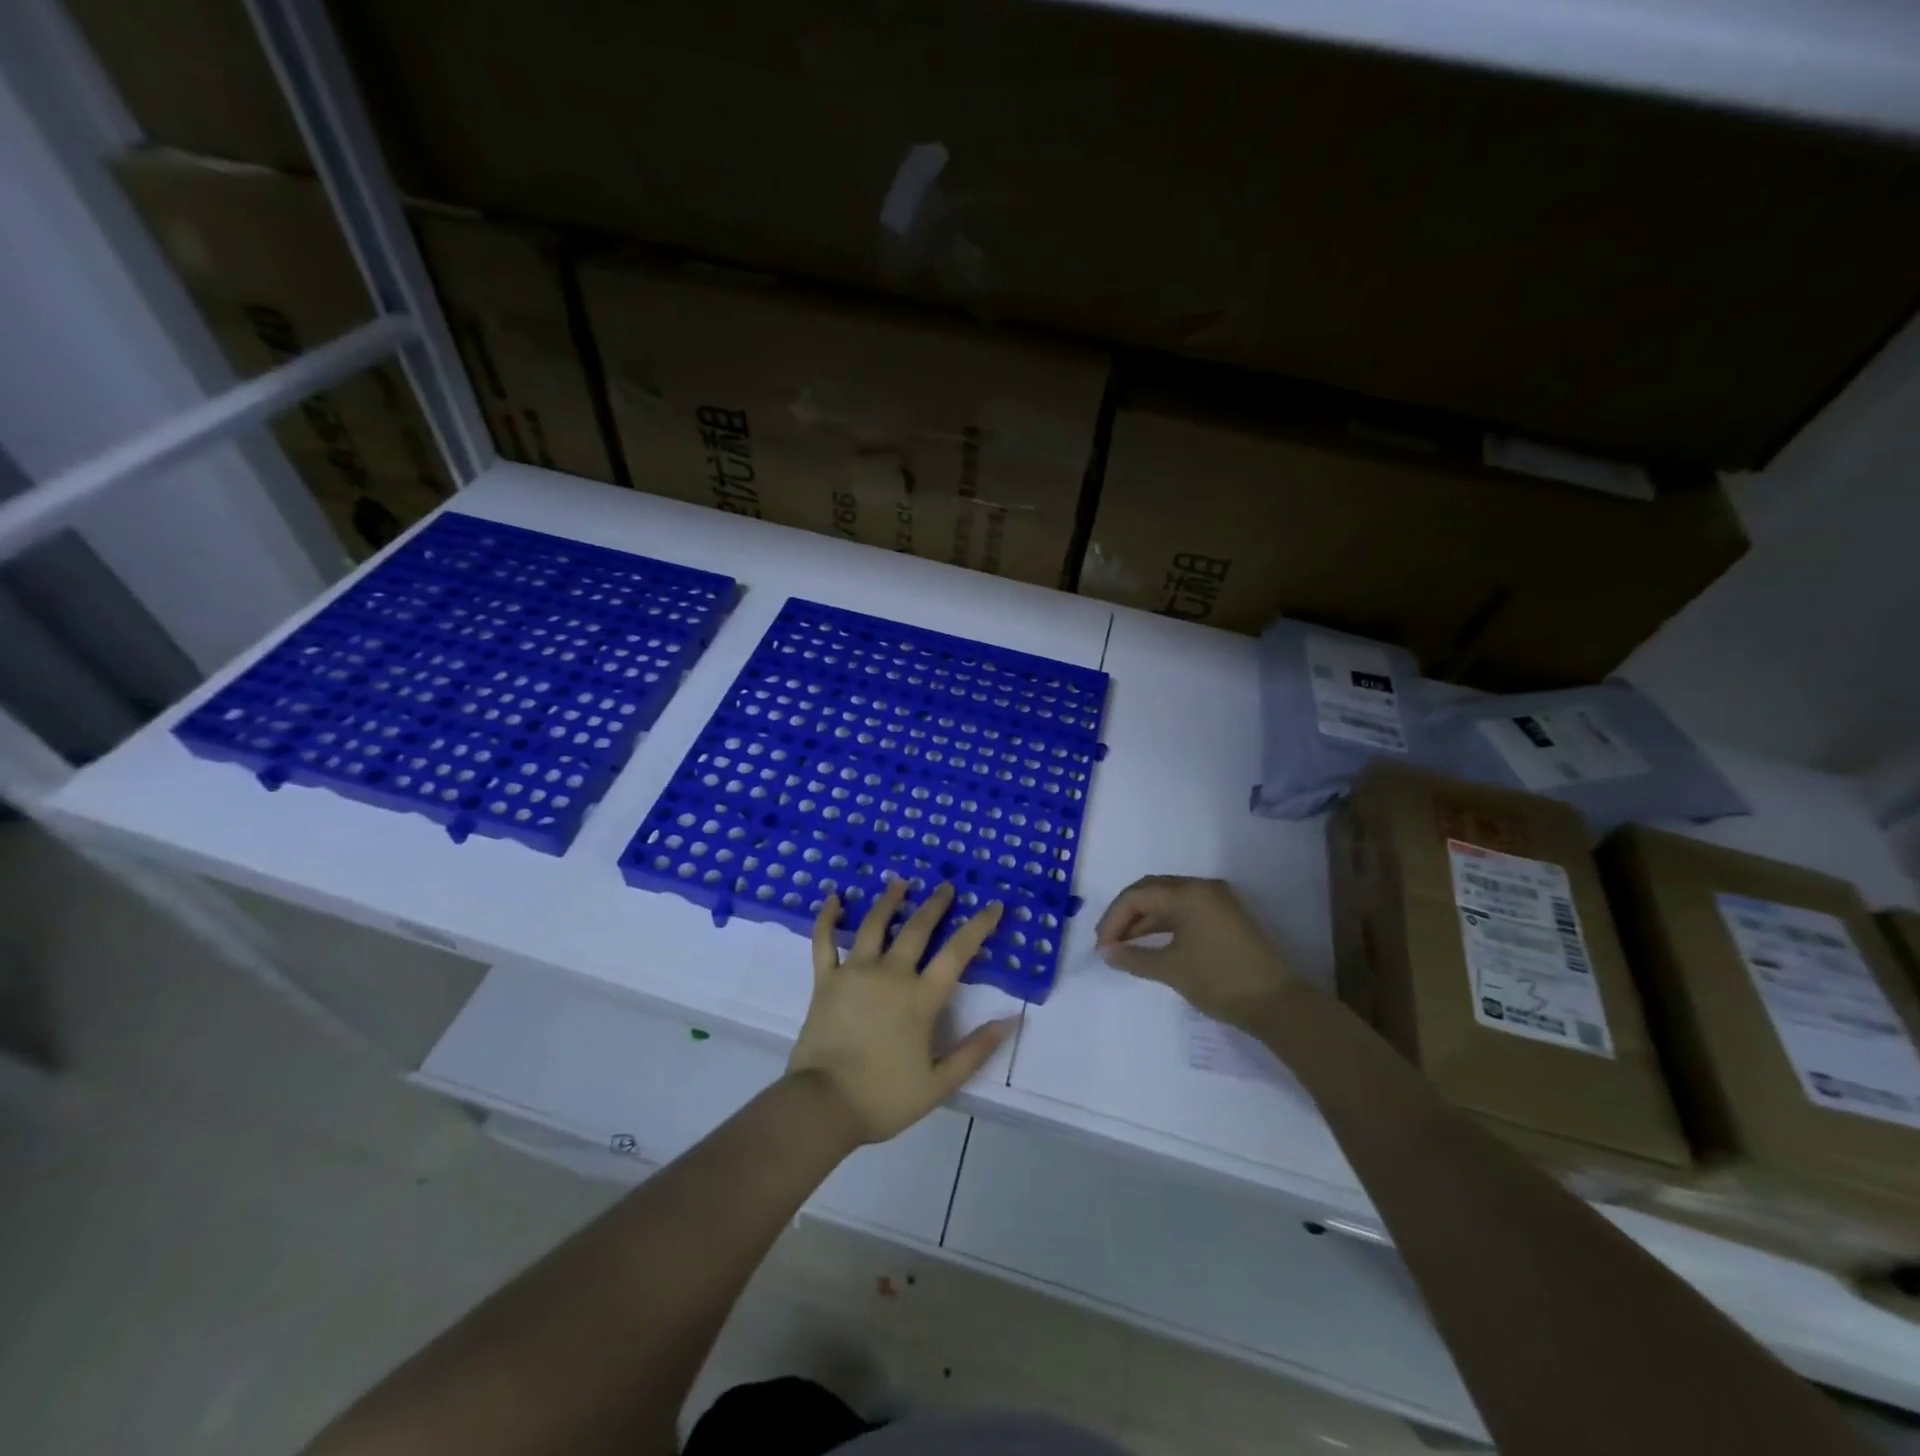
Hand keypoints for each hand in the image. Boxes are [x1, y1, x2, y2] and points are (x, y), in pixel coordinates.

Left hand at [788, 878, 1016, 1144]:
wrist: (823, 1105)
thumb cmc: (883, 1097)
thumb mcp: (939, 1083)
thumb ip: (975, 1050)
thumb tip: (1010, 1020)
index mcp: (920, 998)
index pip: (957, 953)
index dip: (979, 926)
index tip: (994, 906)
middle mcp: (890, 974)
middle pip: (917, 929)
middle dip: (935, 905)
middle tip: (946, 887)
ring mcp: (854, 973)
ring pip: (874, 926)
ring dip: (889, 901)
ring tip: (900, 882)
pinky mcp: (825, 980)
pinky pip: (824, 941)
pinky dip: (827, 918)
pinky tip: (832, 898)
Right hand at [1096, 875, 1294, 1026]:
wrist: (1278, 1004)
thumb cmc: (1220, 981)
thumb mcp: (1171, 969)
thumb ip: (1134, 957)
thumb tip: (1107, 953)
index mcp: (1189, 893)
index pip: (1138, 895)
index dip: (1114, 919)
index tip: (1103, 947)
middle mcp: (1202, 888)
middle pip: (1152, 891)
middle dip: (1126, 916)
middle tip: (1109, 943)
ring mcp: (1217, 901)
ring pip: (1168, 902)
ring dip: (1144, 921)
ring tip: (1125, 947)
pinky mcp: (1226, 917)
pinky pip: (1185, 911)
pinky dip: (1164, 925)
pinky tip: (1151, 944)